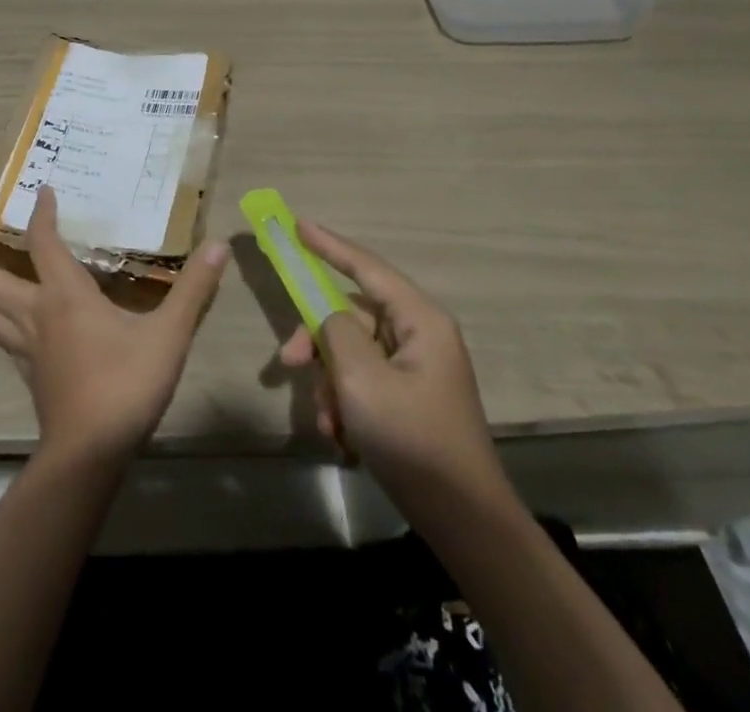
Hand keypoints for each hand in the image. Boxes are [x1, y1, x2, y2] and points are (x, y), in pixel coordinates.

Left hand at [0, 187, 230, 460]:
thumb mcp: (169, 335)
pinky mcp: (28, 374)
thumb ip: (194, 290)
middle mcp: (37, 315)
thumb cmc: (127, 385)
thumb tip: (219, 246)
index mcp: (65, 296)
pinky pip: (1, 337)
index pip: (44, 244)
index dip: (42, 216)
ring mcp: (27, 348)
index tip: (42, 191)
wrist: (91, 453)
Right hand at [278, 221, 506, 501]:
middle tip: (287, 364)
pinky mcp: (408, 396)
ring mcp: (415, 367)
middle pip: (352, 315)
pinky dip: (345, 402)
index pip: (366, 267)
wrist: (463, 523)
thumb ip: (336, 331)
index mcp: (420, 320)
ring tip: (328, 423)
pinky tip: (342, 437)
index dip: (329, 245)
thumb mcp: (363, 381)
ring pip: (352, 351)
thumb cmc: (413, 440)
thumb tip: (327, 315)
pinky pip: (363, 380)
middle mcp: (420, 334)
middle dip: (318, 342)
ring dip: (330, 383)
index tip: (297, 225)